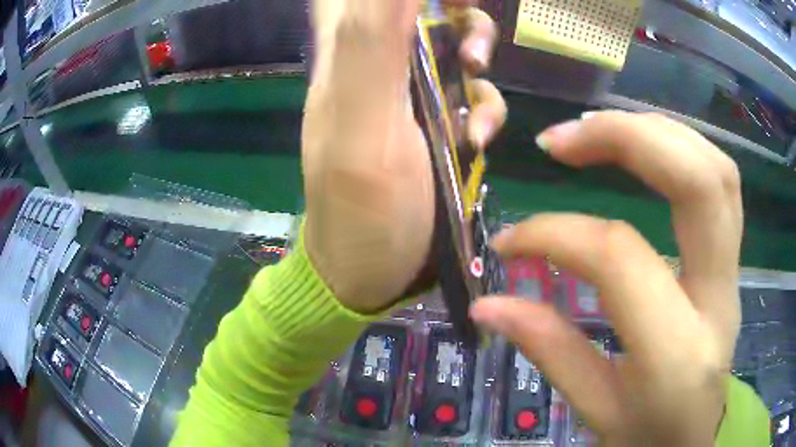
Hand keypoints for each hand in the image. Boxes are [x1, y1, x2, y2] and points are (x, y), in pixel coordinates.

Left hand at [302, 0, 505, 312]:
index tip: (442, 2)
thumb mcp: (360, 120)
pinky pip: (472, 91)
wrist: (374, 273)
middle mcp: (376, 62)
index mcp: (344, 54)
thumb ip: (370, 39)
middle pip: (417, 7)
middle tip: (468, 28)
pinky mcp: (438, 121)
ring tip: (477, 79)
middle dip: (455, 10)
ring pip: (452, 41)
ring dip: (478, 49)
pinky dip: (486, 105)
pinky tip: (479, 138)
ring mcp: (411, 92)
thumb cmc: (361, 208)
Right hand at [471, 112, 742, 444]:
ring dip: (657, 132)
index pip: (622, 258)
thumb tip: (488, 303)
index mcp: (677, 353)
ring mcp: (735, 274)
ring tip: (600, 133)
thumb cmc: (645, 437)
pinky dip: (680, 148)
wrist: (691, 443)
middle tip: (564, 138)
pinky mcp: (735, 262)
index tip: (510, 240)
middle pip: (699, 182)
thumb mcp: (595, 410)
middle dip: (628, 138)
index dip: (556, 234)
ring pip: (718, 169)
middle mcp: (720, 298)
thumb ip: (549, 350)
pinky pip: (721, 181)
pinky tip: (643, 152)